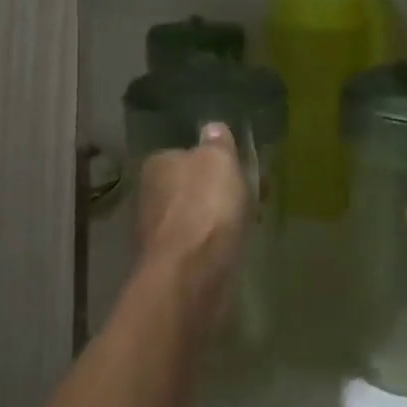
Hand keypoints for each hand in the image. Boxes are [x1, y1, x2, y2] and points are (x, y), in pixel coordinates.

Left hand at [135, 122, 251, 333]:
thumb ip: (217, 142)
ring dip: (221, 218)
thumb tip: (212, 129)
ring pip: (198, 215)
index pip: (187, 153)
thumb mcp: (219, 160)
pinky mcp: (171, 264)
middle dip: (222, 190)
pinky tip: (235, 247)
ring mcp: (159, 232)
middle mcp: (151, 195)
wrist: (190, 277)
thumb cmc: (205, 208)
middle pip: (193, 185)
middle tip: (256, 197)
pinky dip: (217, 243)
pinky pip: (201, 243)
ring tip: (252, 223)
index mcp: (158, 164)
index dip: (218, 159)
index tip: (244, 168)